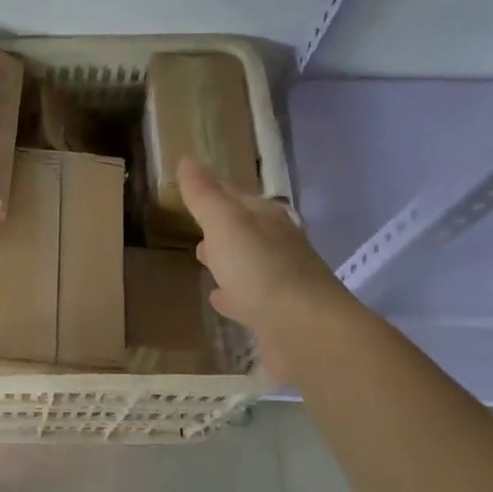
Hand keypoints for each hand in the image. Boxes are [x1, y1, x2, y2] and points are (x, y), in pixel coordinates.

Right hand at [178, 158, 348, 375]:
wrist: (306, 331)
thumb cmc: (261, 270)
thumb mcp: (225, 224)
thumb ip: (204, 195)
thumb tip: (186, 160)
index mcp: (265, 217)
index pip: (233, 195)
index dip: (210, 190)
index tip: (188, 187)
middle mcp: (276, 244)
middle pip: (242, 229)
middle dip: (219, 226)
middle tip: (195, 225)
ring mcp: (278, 280)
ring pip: (245, 262)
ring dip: (226, 259)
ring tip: (203, 260)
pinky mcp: (275, 314)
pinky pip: (247, 296)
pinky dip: (232, 294)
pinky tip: (219, 298)